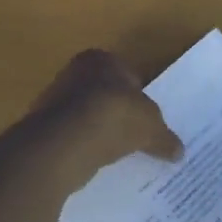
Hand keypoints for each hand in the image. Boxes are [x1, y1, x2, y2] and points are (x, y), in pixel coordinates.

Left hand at [23, 49, 182, 174]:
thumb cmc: (114, 117)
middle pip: (104, 94)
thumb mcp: (151, 127)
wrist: (65, 143)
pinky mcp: (42, 128)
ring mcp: (53, 100)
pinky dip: (82, 147)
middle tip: (133, 136)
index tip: (146, 120)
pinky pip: (71, 137)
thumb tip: (179, 151)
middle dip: (117, 113)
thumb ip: (165, 137)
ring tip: (114, 153)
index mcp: (101, 59)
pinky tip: (94, 162)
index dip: (139, 97)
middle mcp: (74, 72)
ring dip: (98, 132)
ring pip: (85, 116)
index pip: (127, 75)